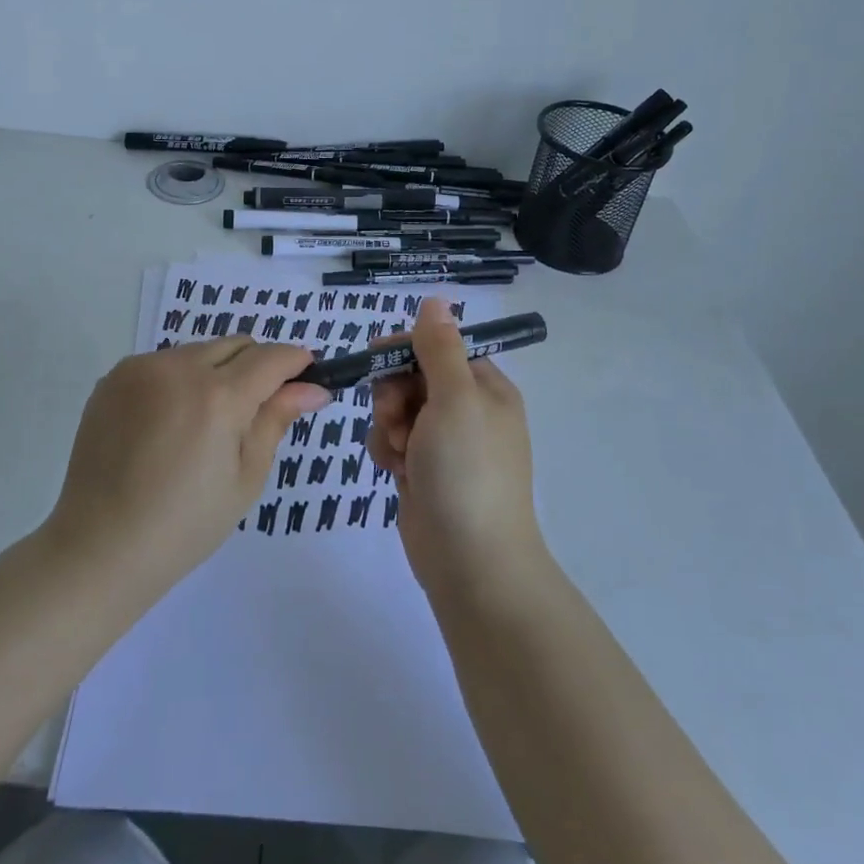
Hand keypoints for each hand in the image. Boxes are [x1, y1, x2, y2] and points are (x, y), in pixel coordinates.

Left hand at [44, 337, 331, 591]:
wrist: (99, 547)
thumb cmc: (185, 525)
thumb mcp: (245, 478)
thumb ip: (276, 420)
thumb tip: (314, 388)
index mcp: (218, 397)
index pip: (271, 358)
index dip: (296, 362)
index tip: (308, 377)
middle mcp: (178, 368)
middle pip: (236, 345)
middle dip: (256, 366)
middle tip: (254, 411)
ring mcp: (140, 368)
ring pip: (198, 351)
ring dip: (216, 372)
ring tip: (205, 424)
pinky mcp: (113, 377)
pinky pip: (162, 363)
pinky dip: (178, 380)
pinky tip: (168, 423)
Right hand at [367, 297, 546, 596]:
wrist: (472, 563)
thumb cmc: (467, 471)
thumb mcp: (456, 398)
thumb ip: (439, 348)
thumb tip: (436, 299)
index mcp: (485, 388)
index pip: (438, 347)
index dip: (406, 350)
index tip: (378, 359)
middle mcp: (468, 411)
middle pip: (413, 377)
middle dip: (394, 394)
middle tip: (396, 417)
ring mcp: (445, 444)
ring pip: (397, 410)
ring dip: (388, 425)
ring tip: (399, 452)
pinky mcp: (424, 472)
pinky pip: (393, 442)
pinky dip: (388, 451)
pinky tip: (394, 472)